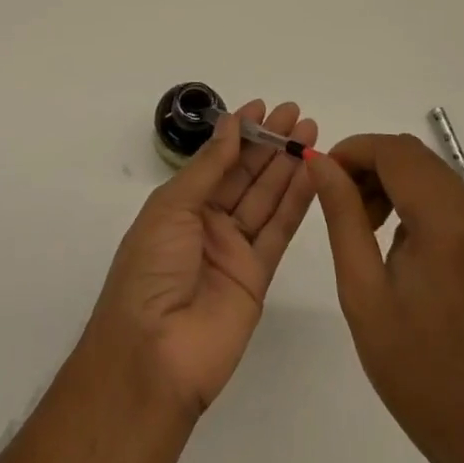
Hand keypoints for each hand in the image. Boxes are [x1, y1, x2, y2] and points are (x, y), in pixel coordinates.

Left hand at [88, 101, 318, 414]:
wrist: (153, 356)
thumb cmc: (150, 270)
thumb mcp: (171, 208)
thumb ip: (208, 167)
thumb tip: (231, 124)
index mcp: (180, 205)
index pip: (217, 159)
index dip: (240, 132)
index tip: (263, 106)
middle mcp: (208, 223)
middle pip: (245, 174)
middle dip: (270, 143)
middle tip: (296, 113)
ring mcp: (234, 250)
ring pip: (266, 198)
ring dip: (288, 165)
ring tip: (311, 133)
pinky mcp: (258, 277)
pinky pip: (278, 231)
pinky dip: (296, 202)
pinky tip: (312, 174)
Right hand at [308, 133, 463, 462]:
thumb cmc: (420, 371)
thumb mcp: (364, 292)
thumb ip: (343, 217)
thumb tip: (321, 163)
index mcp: (447, 220)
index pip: (394, 150)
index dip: (352, 151)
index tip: (321, 177)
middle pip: (415, 157)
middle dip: (370, 166)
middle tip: (340, 206)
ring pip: (434, 176)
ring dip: (393, 184)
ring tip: (365, 230)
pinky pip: (452, 203)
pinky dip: (418, 205)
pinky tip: (399, 250)